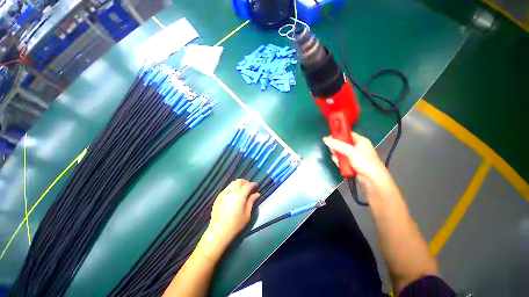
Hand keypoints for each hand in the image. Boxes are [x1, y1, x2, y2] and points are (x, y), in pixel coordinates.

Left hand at [198, 179, 259, 259]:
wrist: (218, 231)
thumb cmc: (235, 224)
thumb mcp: (247, 214)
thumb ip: (251, 201)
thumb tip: (257, 194)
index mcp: (239, 195)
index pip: (248, 185)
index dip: (253, 184)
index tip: (256, 185)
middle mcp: (231, 191)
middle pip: (239, 181)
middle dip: (245, 182)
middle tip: (249, 187)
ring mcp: (223, 193)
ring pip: (232, 183)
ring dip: (239, 184)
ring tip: (242, 190)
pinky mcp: (218, 196)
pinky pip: (227, 188)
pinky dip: (232, 188)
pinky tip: (234, 194)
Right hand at [323, 132, 392, 191]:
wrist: (373, 180)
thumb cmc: (365, 163)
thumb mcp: (351, 152)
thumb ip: (338, 145)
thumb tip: (325, 139)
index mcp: (360, 141)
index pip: (347, 134)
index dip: (338, 135)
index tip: (329, 137)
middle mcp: (357, 147)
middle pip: (342, 144)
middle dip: (336, 148)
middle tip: (333, 150)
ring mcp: (354, 156)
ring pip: (340, 153)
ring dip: (338, 156)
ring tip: (338, 160)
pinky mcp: (351, 163)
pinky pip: (342, 160)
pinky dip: (340, 162)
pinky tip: (340, 165)